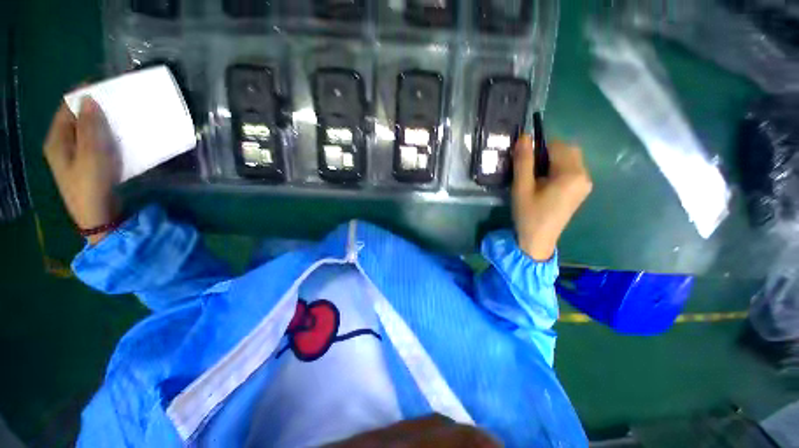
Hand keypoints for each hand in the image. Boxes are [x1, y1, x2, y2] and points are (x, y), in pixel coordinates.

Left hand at [44, 98, 120, 243]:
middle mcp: (63, 144)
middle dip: (97, 109)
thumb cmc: (90, 185)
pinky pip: (96, 143)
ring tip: (123, 119)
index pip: (67, 107)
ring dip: (104, 124)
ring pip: (89, 130)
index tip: (107, 88)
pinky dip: (107, 137)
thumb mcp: (90, 155)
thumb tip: (89, 99)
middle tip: (118, 104)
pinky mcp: (88, 164)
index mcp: (57, 139)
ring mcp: (75, 155)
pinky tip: (120, 138)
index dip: (84, 95)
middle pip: (78, 118)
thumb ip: (88, 127)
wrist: (98, 216)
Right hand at [511, 135, 591, 260]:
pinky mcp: (581, 191)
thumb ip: (523, 162)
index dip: (539, 147)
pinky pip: (571, 170)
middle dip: (547, 153)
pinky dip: (558, 169)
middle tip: (530, 170)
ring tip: (536, 178)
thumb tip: (524, 136)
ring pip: (570, 159)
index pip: (557, 145)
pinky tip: (545, 184)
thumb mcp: (521, 187)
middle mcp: (584, 175)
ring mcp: (585, 184)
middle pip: (567, 150)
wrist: (538, 240)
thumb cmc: (528, 214)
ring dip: (552, 161)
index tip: (524, 160)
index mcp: (571, 174)